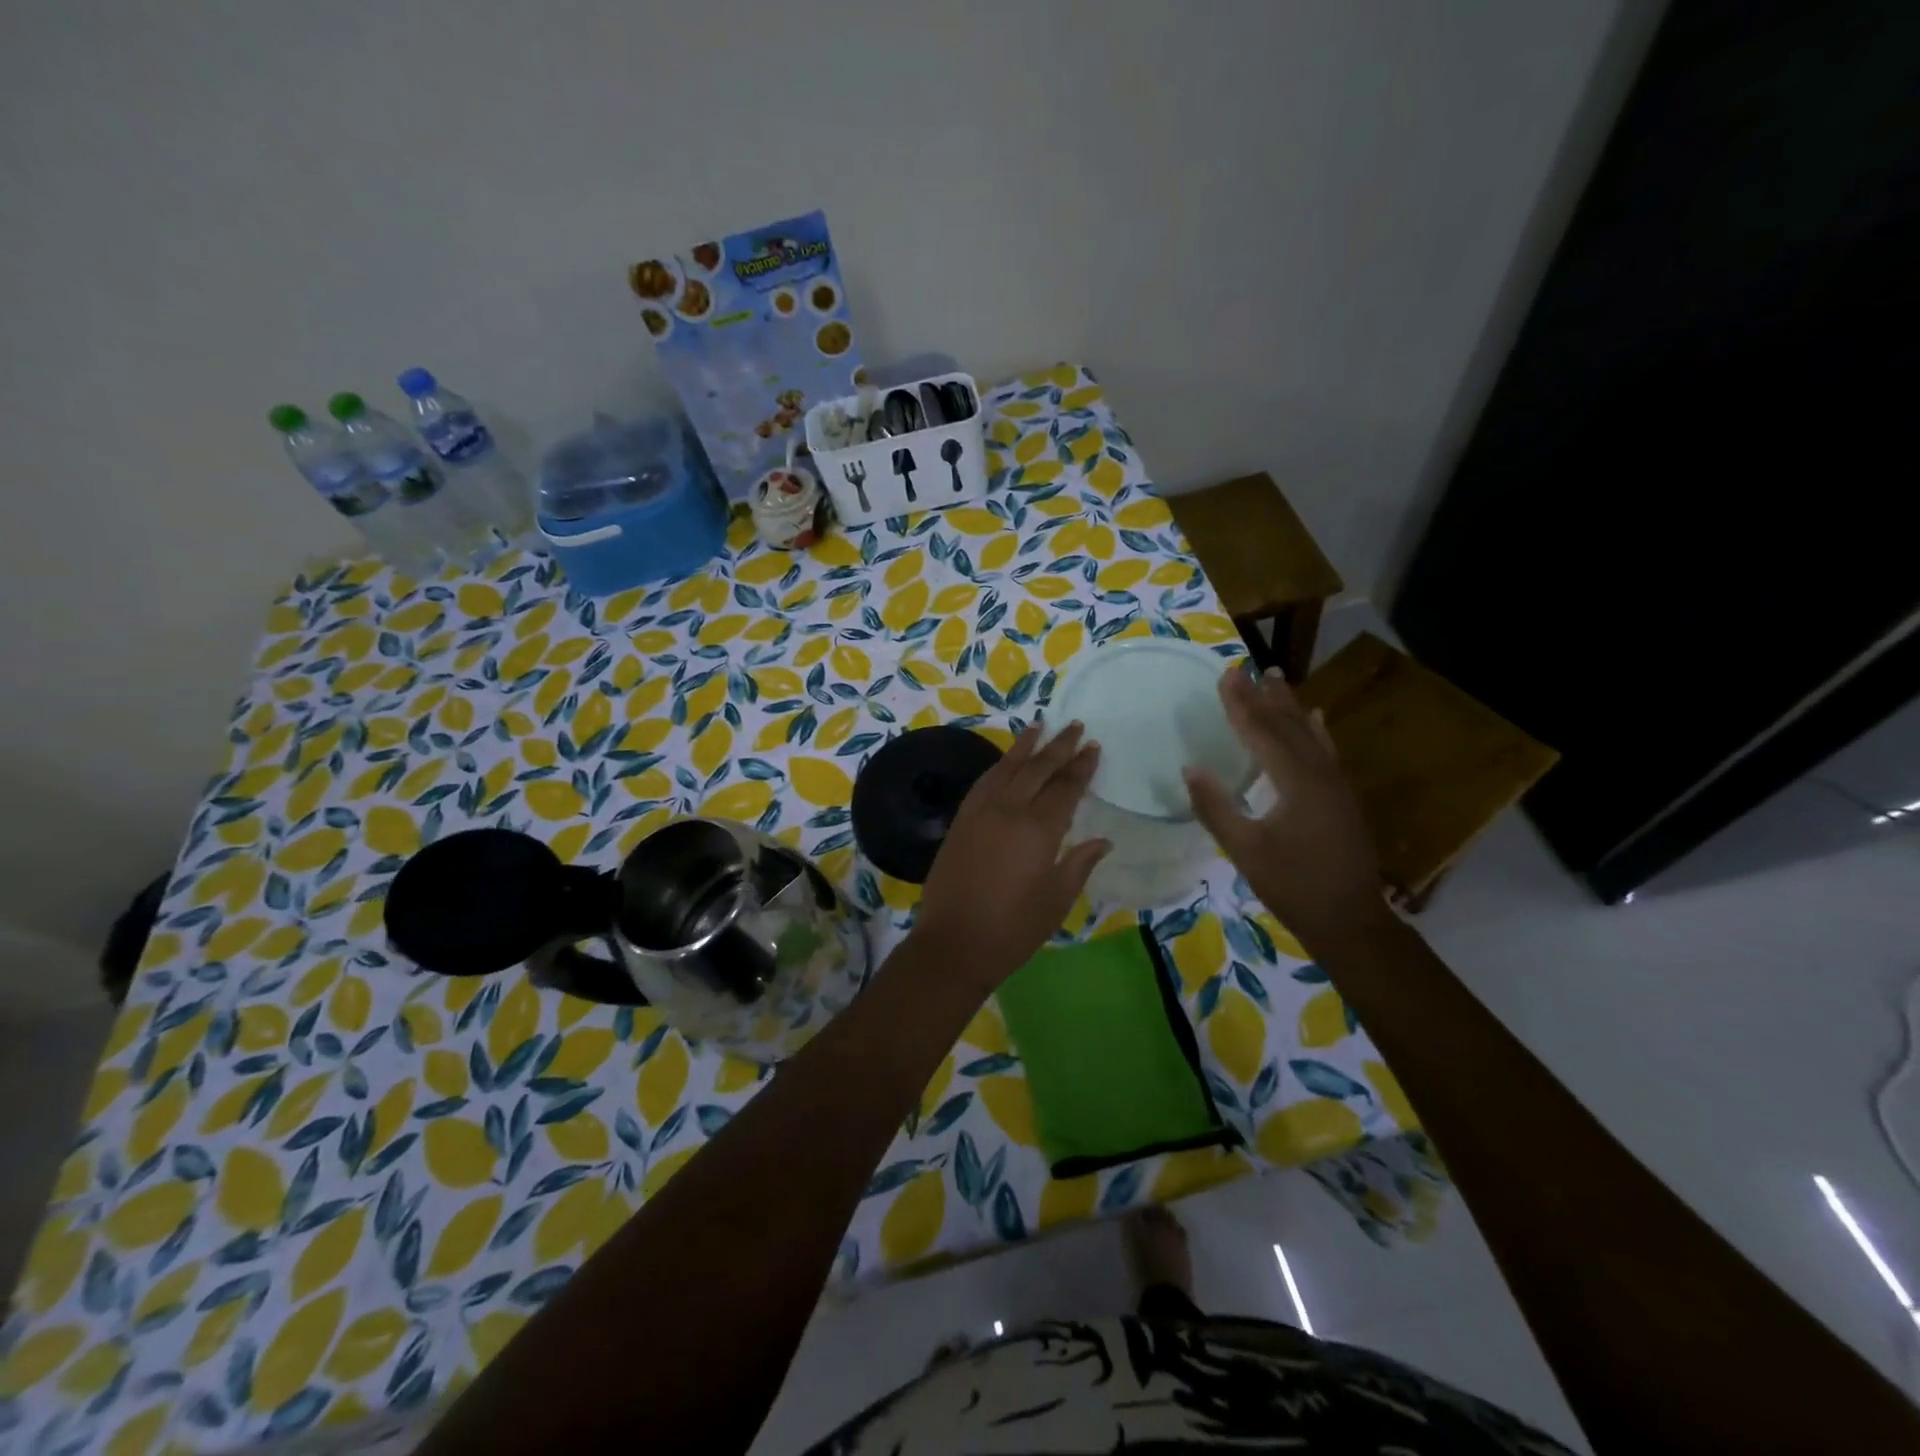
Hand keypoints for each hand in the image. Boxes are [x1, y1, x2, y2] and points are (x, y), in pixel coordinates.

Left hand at [912, 722, 1109, 993]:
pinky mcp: (961, 820)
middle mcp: (1009, 810)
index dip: (1081, 767)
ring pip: (1007, 768)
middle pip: (1038, 769)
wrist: (954, 943)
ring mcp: (980, 812)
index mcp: (1039, 830)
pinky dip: (999, 766)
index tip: (1093, 747)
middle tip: (1075, 726)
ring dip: (1025, 746)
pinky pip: (984, 782)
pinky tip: (1006, 761)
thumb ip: (1079, 864)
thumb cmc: (1013, 928)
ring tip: (1039, 726)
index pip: (1065, 788)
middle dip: (1059, 746)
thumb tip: (1102, 840)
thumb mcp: (1056, 901)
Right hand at [1184, 667, 1384, 948]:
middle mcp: (1320, 773)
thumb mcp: (1246, 851)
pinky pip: (1326, 751)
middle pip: (1288, 725)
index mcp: (1296, 782)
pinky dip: (1315, 730)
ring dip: (1289, 705)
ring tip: (1275, 678)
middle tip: (1244, 668)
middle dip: (1263, 696)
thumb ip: (1216, 808)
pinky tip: (1315, 717)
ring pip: (1309, 733)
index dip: (1241, 703)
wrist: (1350, 920)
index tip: (1226, 674)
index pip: (1262, 732)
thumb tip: (1191, 768)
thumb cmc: (1293, 886)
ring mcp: (1335, 784)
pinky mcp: (1341, 797)